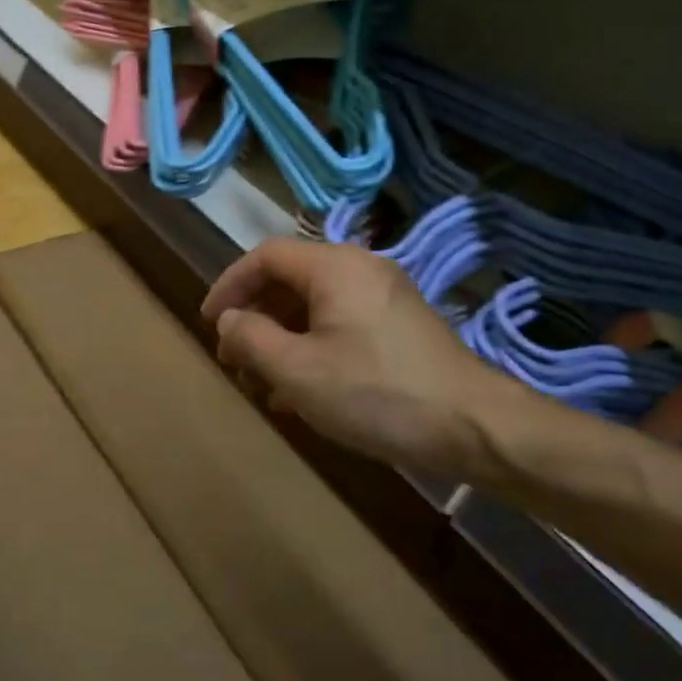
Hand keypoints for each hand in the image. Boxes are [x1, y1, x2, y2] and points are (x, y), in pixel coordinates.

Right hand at [201, 238, 498, 477]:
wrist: (471, 425)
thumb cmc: (376, 392)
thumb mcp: (298, 371)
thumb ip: (251, 339)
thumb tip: (230, 320)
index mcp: (335, 266)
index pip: (266, 256)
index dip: (230, 285)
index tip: (210, 323)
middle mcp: (361, 269)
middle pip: (291, 279)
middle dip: (256, 317)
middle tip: (235, 359)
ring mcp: (385, 296)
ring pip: (316, 305)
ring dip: (282, 338)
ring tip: (262, 383)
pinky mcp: (400, 325)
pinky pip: (342, 323)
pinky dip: (313, 347)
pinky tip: (300, 392)